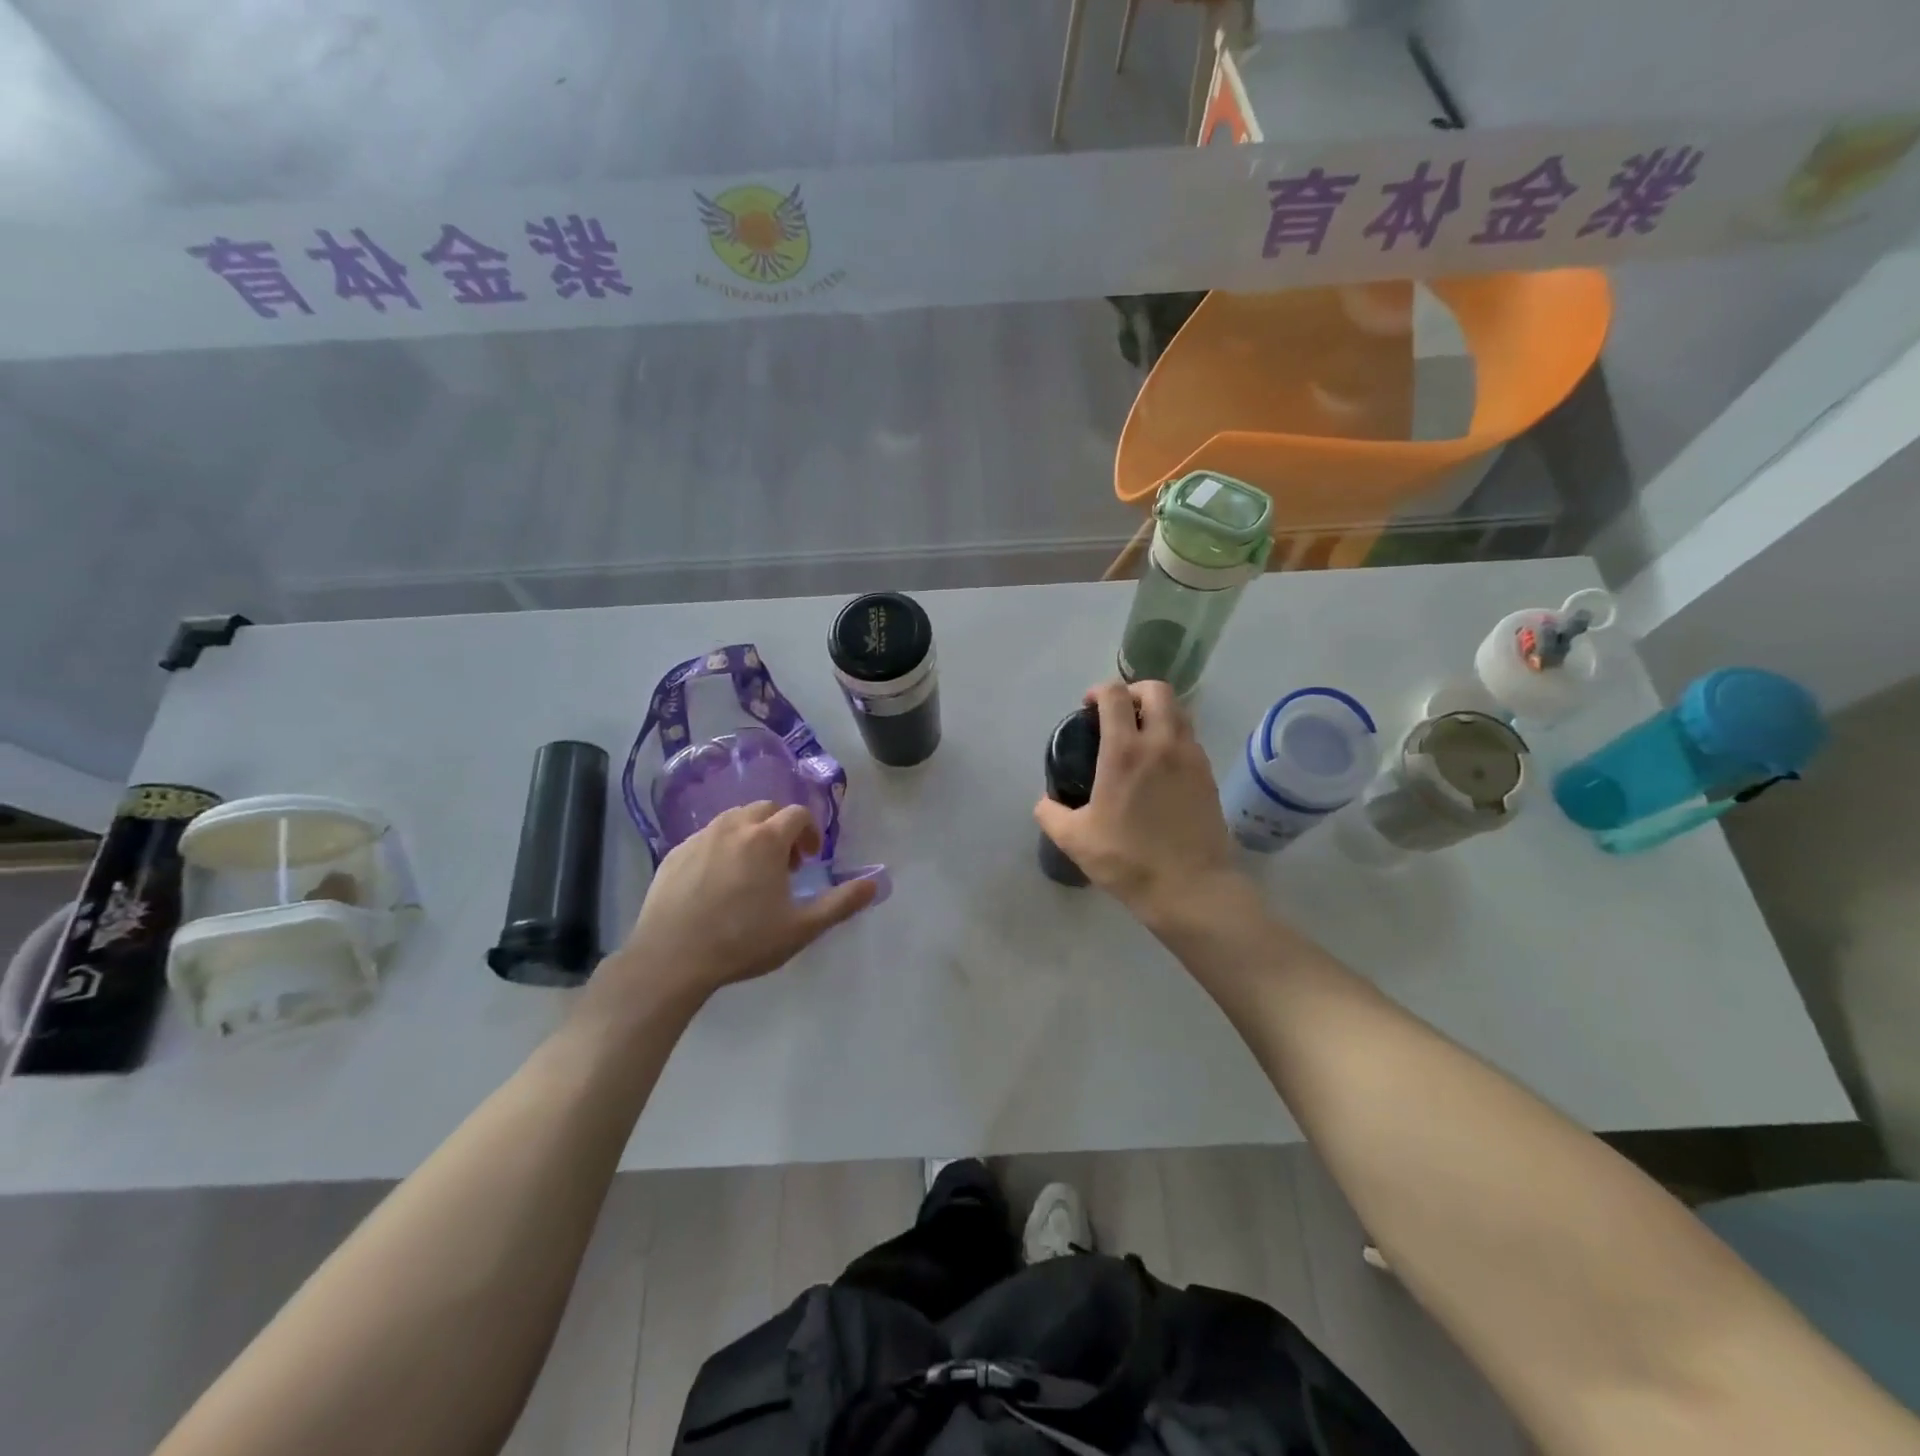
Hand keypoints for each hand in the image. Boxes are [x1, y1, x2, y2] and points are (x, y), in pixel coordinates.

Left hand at [603, 802, 876, 1009]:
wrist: (671, 959)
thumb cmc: (743, 941)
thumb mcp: (801, 928)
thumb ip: (841, 903)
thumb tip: (875, 883)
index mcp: (766, 839)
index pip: (797, 814)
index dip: (810, 833)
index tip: (809, 861)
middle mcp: (733, 827)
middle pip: (765, 810)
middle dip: (781, 829)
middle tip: (784, 865)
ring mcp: (699, 837)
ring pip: (733, 820)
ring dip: (751, 835)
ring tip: (751, 872)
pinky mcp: (674, 853)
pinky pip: (706, 838)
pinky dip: (721, 848)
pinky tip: (717, 884)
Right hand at [1033, 680, 1243, 925]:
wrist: (1191, 888)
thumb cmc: (1128, 860)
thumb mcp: (1075, 840)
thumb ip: (1051, 814)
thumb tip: (1045, 801)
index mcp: (1126, 751)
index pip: (1115, 695)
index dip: (1099, 691)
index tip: (1088, 706)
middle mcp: (1163, 743)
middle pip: (1157, 690)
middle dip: (1134, 691)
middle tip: (1118, 713)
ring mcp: (1191, 757)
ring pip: (1179, 712)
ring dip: (1157, 712)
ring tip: (1139, 737)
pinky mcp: (1208, 776)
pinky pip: (1190, 739)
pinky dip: (1173, 737)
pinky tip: (1160, 767)